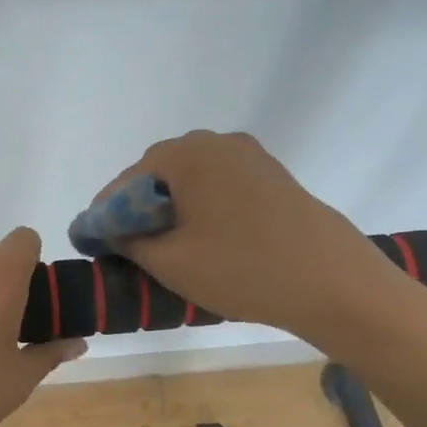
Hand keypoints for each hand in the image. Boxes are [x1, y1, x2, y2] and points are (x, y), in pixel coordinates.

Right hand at [96, 131, 400, 343]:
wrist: (334, 283)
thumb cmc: (243, 269)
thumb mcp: (172, 262)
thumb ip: (130, 241)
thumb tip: (110, 230)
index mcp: (186, 155)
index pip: (126, 181)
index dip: (104, 214)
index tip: (92, 242)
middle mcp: (217, 143)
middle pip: (158, 173)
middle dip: (137, 208)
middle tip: (126, 246)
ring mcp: (249, 156)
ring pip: (191, 179)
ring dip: (169, 207)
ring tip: (162, 246)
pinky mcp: (271, 176)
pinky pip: (219, 185)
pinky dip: (200, 207)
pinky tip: (201, 238)